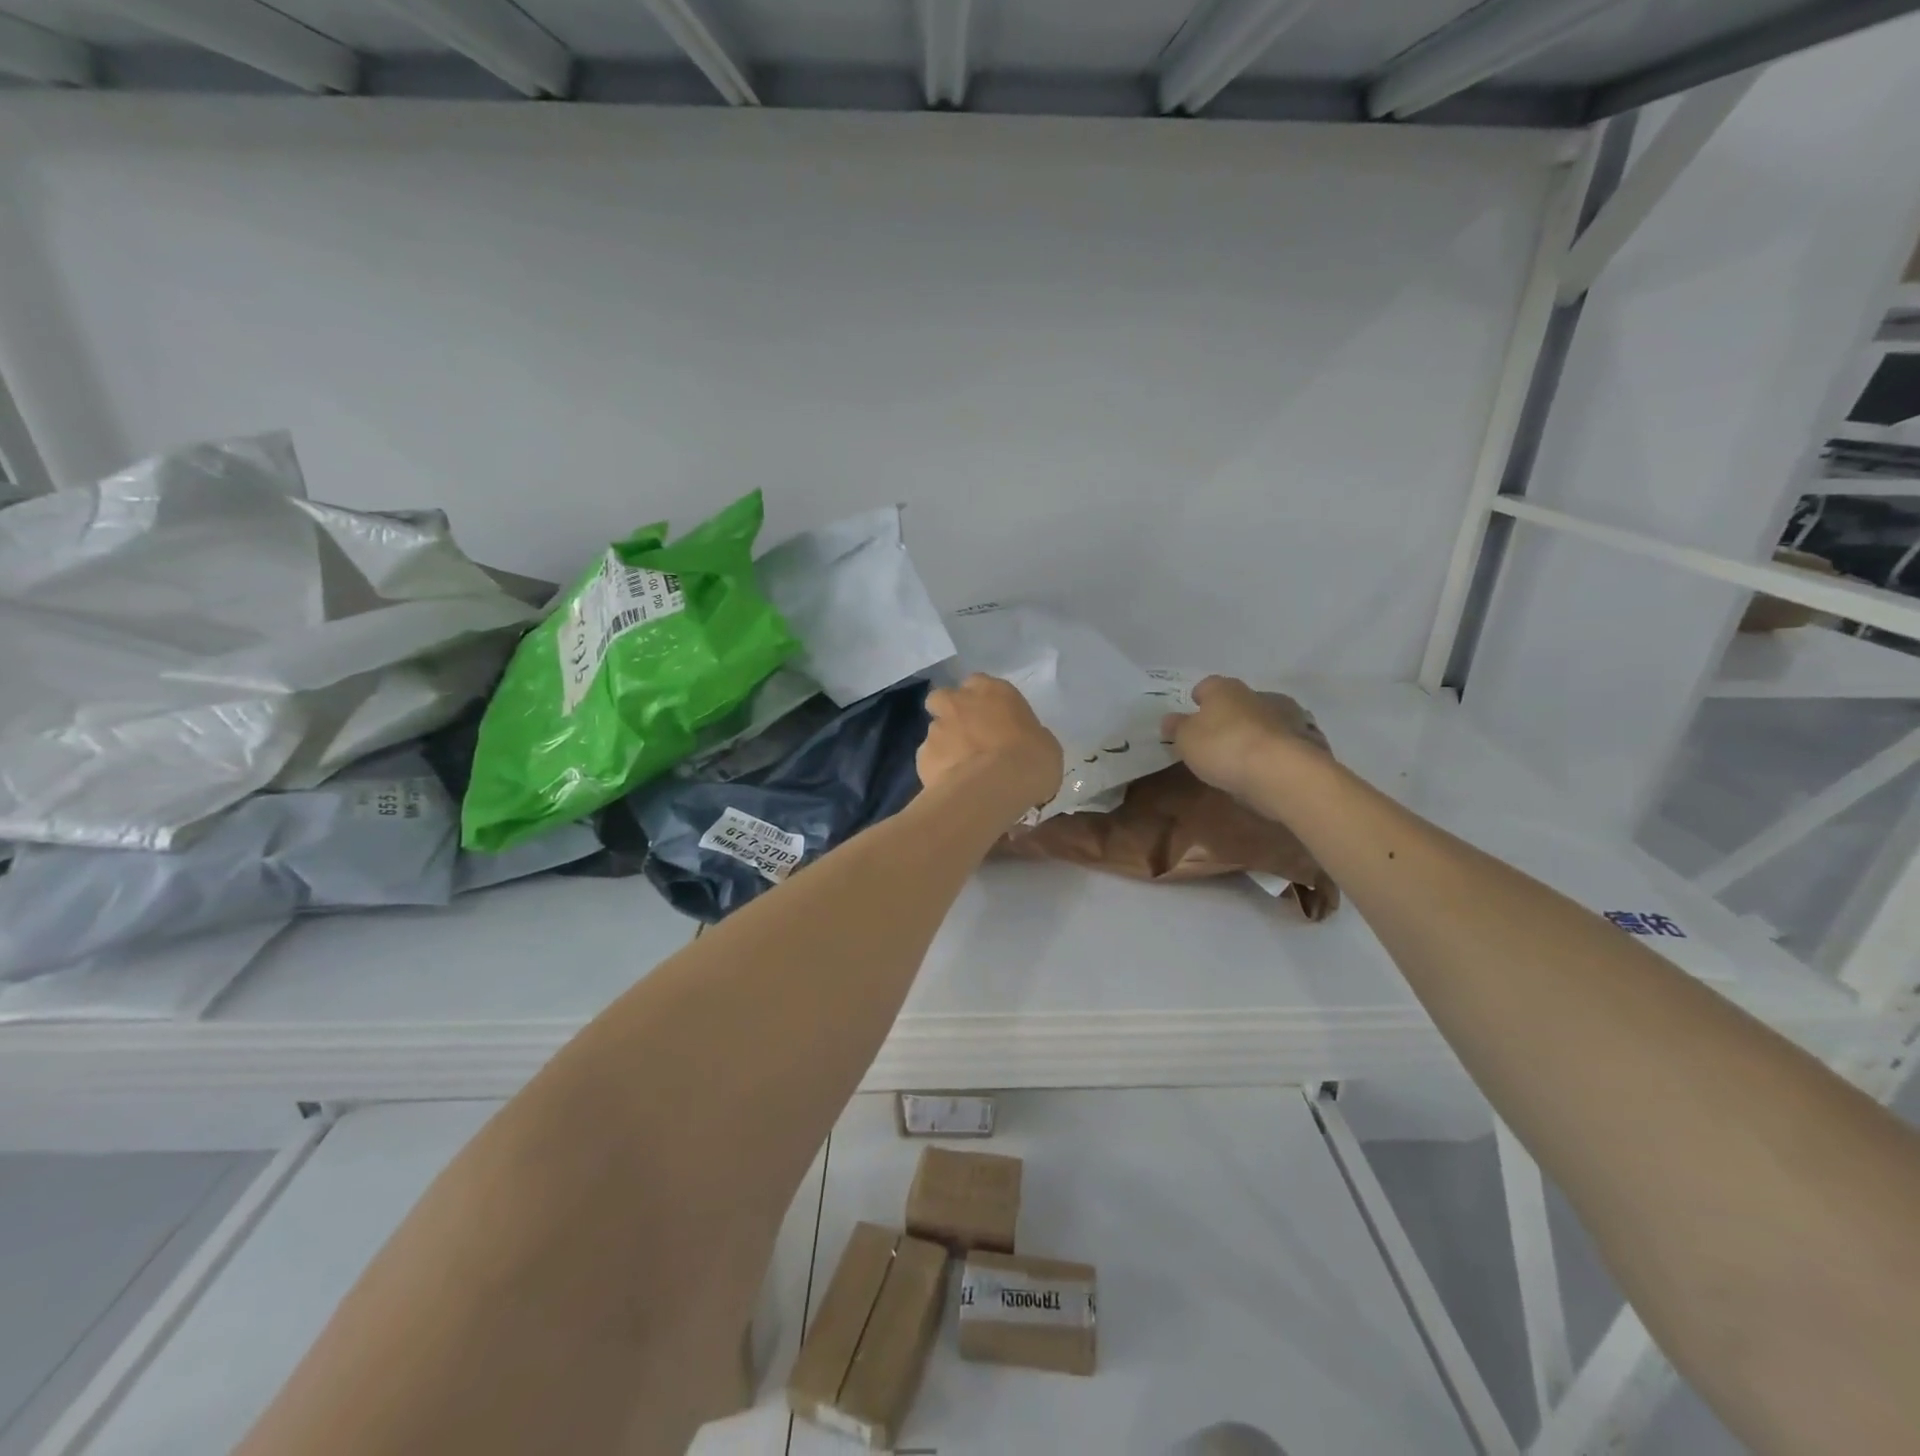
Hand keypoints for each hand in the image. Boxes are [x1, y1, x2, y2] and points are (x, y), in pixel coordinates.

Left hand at [919, 675, 1062, 816]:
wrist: (993, 789)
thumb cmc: (1031, 760)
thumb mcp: (1045, 745)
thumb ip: (1026, 735)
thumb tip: (1020, 743)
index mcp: (993, 691)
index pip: (979, 683)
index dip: (982, 700)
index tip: (992, 718)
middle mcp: (959, 702)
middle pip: (943, 698)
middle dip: (950, 712)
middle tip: (967, 736)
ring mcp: (936, 728)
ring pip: (934, 731)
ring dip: (945, 745)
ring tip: (961, 770)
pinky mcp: (922, 756)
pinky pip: (929, 760)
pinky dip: (938, 770)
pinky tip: (952, 787)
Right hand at [1162, 676, 1323, 804]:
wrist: (1282, 772)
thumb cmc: (1224, 747)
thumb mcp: (1186, 740)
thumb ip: (1176, 728)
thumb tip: (1170, 719)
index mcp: (1225, 689)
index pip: (1207, 685)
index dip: (1198, 698)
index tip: (1192, 712)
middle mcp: (1257, 694)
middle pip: (1237, 702)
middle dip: (1227, 716)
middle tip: (1214, 738)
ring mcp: (1286, 716)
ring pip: (1262, 720)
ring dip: (1252, 732)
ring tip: (1240, 756)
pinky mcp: (1305, 741)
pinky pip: (1281, 742)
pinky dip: (1272, 750)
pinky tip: (1263, 767)